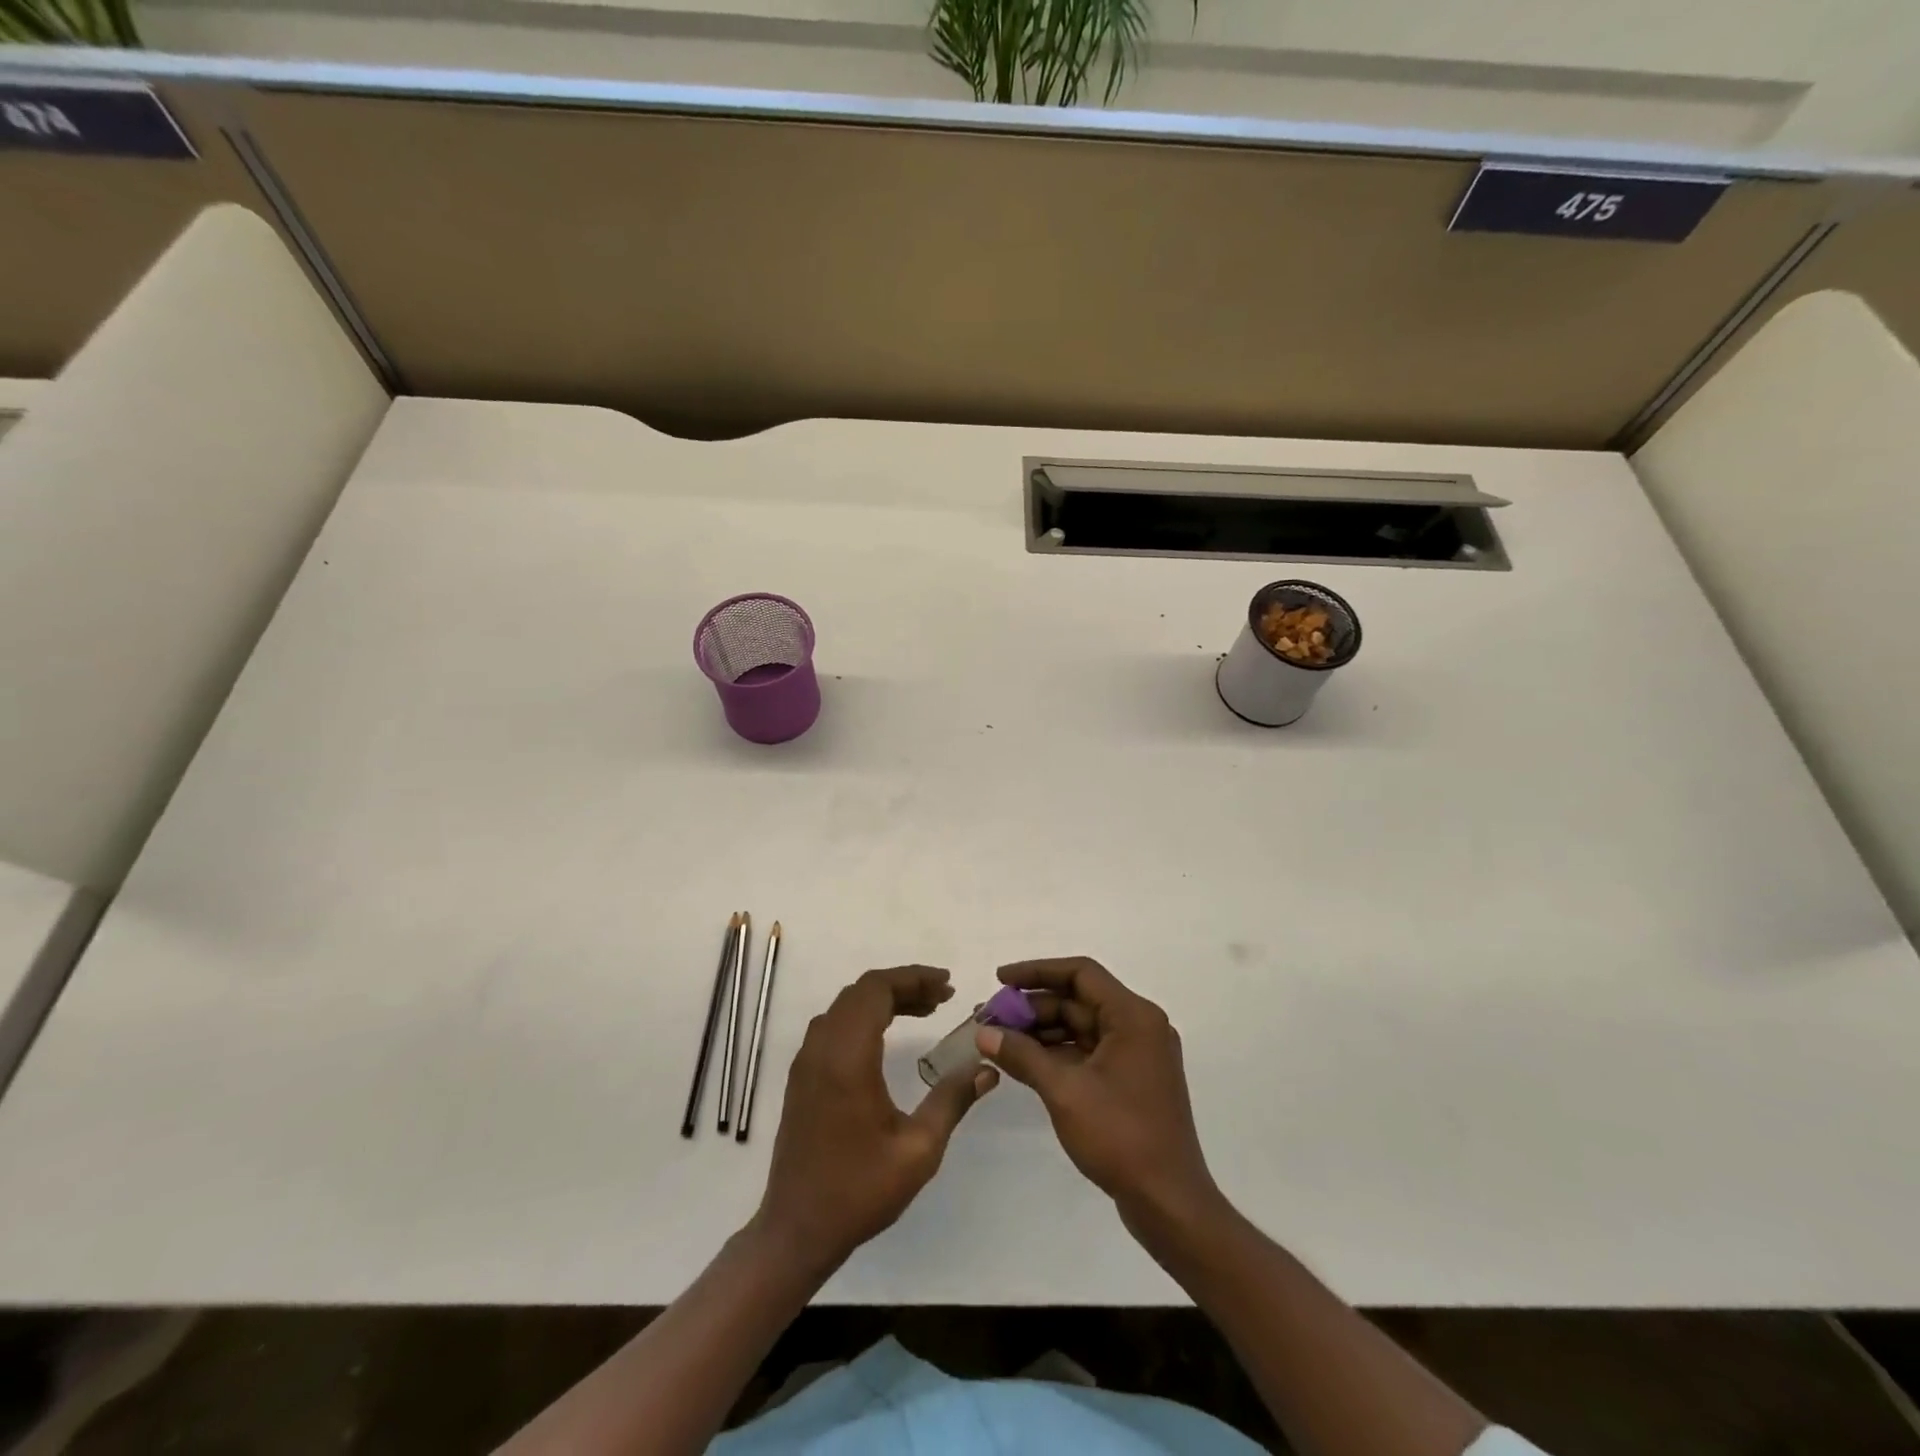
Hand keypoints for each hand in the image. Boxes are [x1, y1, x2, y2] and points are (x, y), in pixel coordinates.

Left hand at [755, 965, 996, 1273]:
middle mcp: (822, 1048)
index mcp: (847, 1057)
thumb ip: (952, 1100)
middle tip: (943, 997)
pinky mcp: (802, 1076)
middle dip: (904, 985)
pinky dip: (863, 1016)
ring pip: (846, 1006)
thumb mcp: (919, 1150)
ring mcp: (806, 1061)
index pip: (877, 990)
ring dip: (883, 999)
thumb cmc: (859, 1191)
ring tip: (924, 1010)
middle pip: (862, 991)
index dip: (913, 978)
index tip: (948, 985)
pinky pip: (834, 1025)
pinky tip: (888, 1036)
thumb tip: (988, 1067)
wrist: (796, 1229)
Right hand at [977, 957, 1218, 1228]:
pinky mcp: (1130, 1080)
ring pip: (1081, 1027)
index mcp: (1133, 1017)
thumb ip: (1023, 1055)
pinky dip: (1057, 1053)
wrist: (1170, 1203)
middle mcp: (1139, 1026)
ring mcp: (1136, 1055)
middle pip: (1078, 1000)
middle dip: (1032, 1007)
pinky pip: (1088, 1051)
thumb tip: (983, 1033)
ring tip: (998, 1039)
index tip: (1000, 980)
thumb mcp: (1065, 1091)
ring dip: (1041, 1031)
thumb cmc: (1121, 1136)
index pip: (1081, 973)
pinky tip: (1023, 1061)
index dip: (1037, 971)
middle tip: (989, 1018)